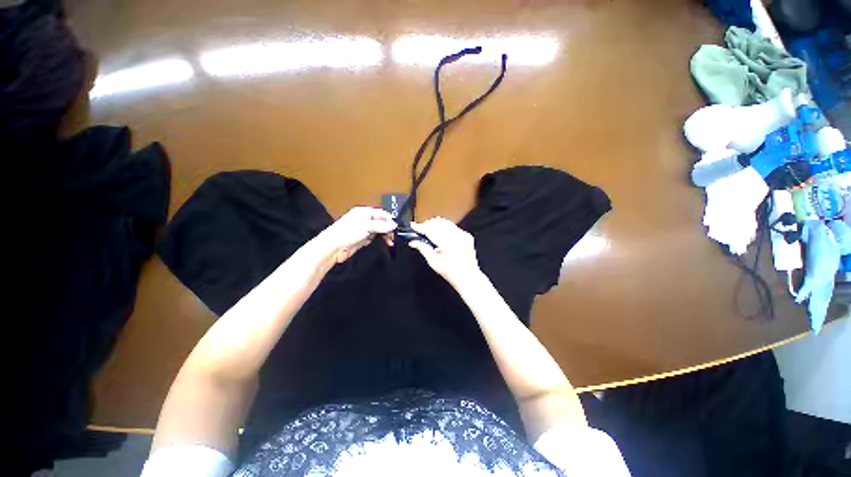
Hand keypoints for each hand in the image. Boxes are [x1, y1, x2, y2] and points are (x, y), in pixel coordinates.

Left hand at [318, 207, 396, 263]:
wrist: (333, 247)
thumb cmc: (348, 232)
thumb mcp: (366, 226)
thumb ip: (381, 225)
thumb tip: (394, 224)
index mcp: (364, 212)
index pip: (381, 213)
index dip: (389, 219)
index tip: (397, 227)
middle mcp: (364, 219)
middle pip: (380, 222)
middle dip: (388, 228)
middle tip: (394, 236)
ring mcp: (363, 230)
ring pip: (378, 230)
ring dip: (384, 235)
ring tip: (390, 241)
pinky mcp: (362, 239)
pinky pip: (373, 238)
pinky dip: (379, 240)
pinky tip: (383, 243)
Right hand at [408, 218, 481, 284]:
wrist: (468, 277)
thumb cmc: (452, 273)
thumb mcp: (433, 262)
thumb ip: (423, 248)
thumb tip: (413, 242)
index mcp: (448, 241)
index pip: (431, 229)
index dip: (420, 227)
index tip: (413, 226)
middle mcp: (456, 235)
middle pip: (438, 222)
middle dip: (427, 224)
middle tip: (420, 230)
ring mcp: (463, 234)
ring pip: (445, 222)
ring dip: (436, 225)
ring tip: (429, 232)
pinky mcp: (466, 235)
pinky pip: (453, 227)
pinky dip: (444, 228)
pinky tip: (440, 236)